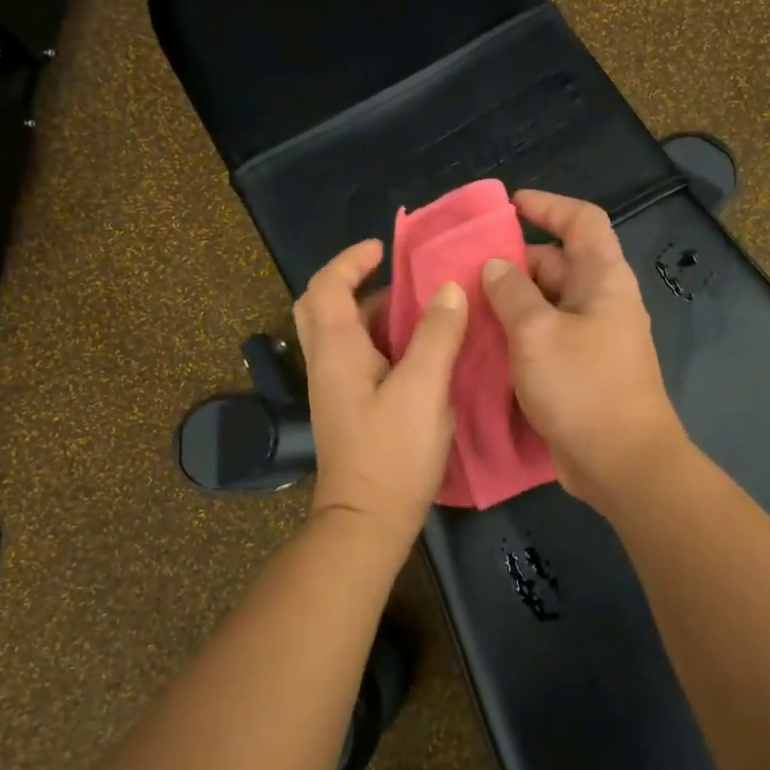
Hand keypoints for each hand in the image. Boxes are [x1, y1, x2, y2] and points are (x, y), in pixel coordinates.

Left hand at [294, 238, 469, 536]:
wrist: (367, 521)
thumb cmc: (393, 453)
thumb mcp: (423, 389)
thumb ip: (436, 335)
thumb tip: (448, 288)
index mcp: (336, 350)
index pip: (327, 286)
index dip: (351, 260)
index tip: (384, 249)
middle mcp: (326, 362)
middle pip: (321, 306)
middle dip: (350, 281)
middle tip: (390, 275)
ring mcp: (334, 387)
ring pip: (340, 332)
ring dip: (370, 311)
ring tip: (416, 306)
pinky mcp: (348, 407)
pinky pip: (356, 356)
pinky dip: (379, 339)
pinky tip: (417, 349)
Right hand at [480, 190, 686, 507]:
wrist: (621, 463)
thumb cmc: (583, 387)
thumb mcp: (537, 333)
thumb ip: (512, 292)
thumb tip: (496, 265)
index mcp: (603, 280)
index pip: (582, 222)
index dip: (548, 206)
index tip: (510, 205)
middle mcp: (601, 301)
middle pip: (557, 263)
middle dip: (513, 260)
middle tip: (465, 268)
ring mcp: (591, 337)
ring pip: (546, 302)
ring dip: (509, 300)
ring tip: (464, 303)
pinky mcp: (579, 368)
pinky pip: (544, 335)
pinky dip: (516, 331)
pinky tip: (482, 341)